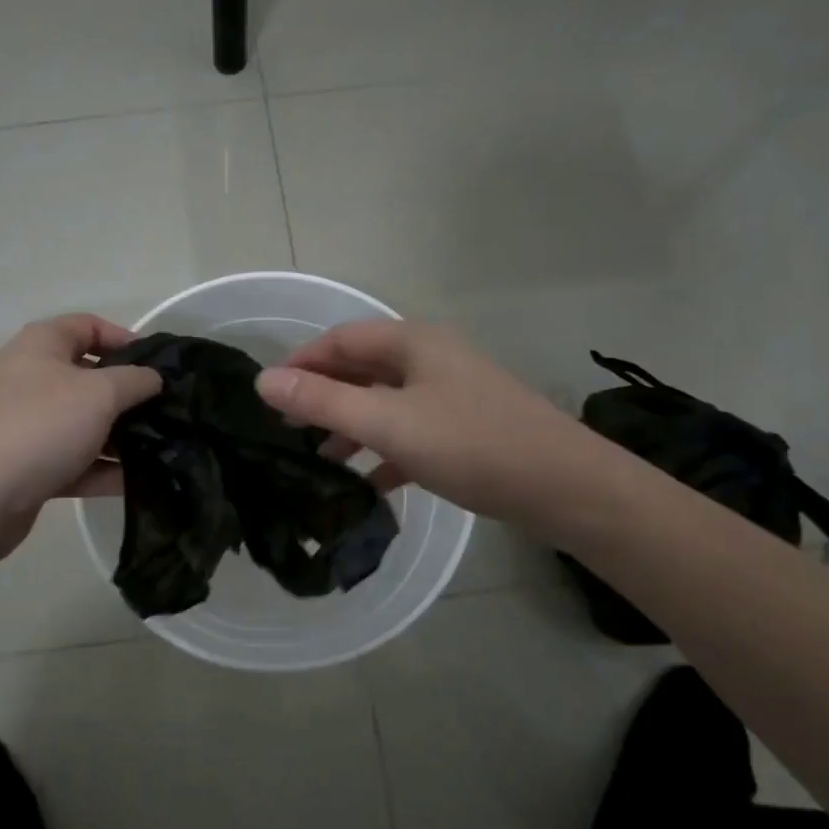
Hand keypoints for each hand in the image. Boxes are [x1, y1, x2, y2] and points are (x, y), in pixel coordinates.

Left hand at [0, 315, 160, 562]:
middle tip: (166, 414)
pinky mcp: (24, 467)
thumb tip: (152, 378)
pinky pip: (71, 461)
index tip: (159, 367)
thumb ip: (134, 381)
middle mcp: (29, 378)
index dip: (125, 339)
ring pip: (81, 424)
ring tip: (161, 451)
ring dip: (118, 437)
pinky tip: (136, 483)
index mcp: (41, 345)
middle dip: (127, 395)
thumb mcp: (99, 394)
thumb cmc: (38, 427)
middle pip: (87, 378)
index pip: (88, 326)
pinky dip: (100, 469)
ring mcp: (24, 425)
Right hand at [255, 320, 583, 525]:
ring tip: (318, 460)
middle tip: (285, 429)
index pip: (340, 340)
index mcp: (412, 343)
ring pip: (385, 404)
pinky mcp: (464, 431)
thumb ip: (324, 401)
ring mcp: (450, 395)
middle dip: (323, 396)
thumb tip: (263, 381)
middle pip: (361, 370)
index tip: (267, 396)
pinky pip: (410, 434)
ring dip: (350, 427)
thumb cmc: (471, 444)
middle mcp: (430, 360)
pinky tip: (367, 485)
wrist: (565, 488)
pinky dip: (384, 453)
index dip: (300, 362)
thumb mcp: (388, 423)